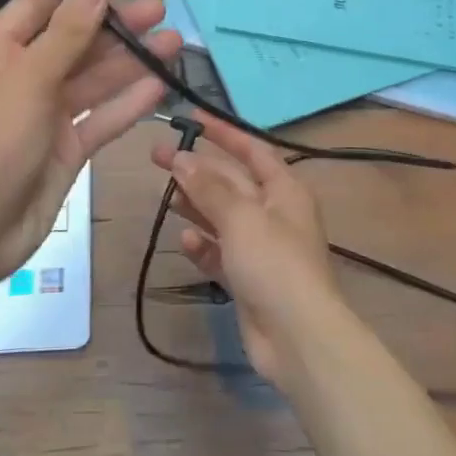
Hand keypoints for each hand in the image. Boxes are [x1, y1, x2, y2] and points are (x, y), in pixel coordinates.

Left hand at [0, 0, 180, 285]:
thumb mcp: (30, 77)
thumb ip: (71, 29)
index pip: (42, 7)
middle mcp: (23, 77)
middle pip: (75, 41)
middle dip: (116, 27)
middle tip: (160, 12)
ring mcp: (45, 115)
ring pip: (94, 80)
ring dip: (131, 62)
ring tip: (174, 44)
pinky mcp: (66, 148)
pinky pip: (101, 118)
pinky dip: (128, 103)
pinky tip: (161, 87)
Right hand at [151, 116, 345, 387]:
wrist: (298, 338)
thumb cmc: (274, 263)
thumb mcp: (240, 217)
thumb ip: (209, 187)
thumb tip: (182, 158)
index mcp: (284, 190)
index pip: (251, 149)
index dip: (223, 132)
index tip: (192, 118)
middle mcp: (274, 213)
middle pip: (231, 182)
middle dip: (198, 169)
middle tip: (158, 156)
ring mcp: (261, 248)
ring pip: (223, 216)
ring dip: (196, 205)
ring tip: (166, 195)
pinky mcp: (248, 278)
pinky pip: (220, 252)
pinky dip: (203, 245)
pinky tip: (185, 241)